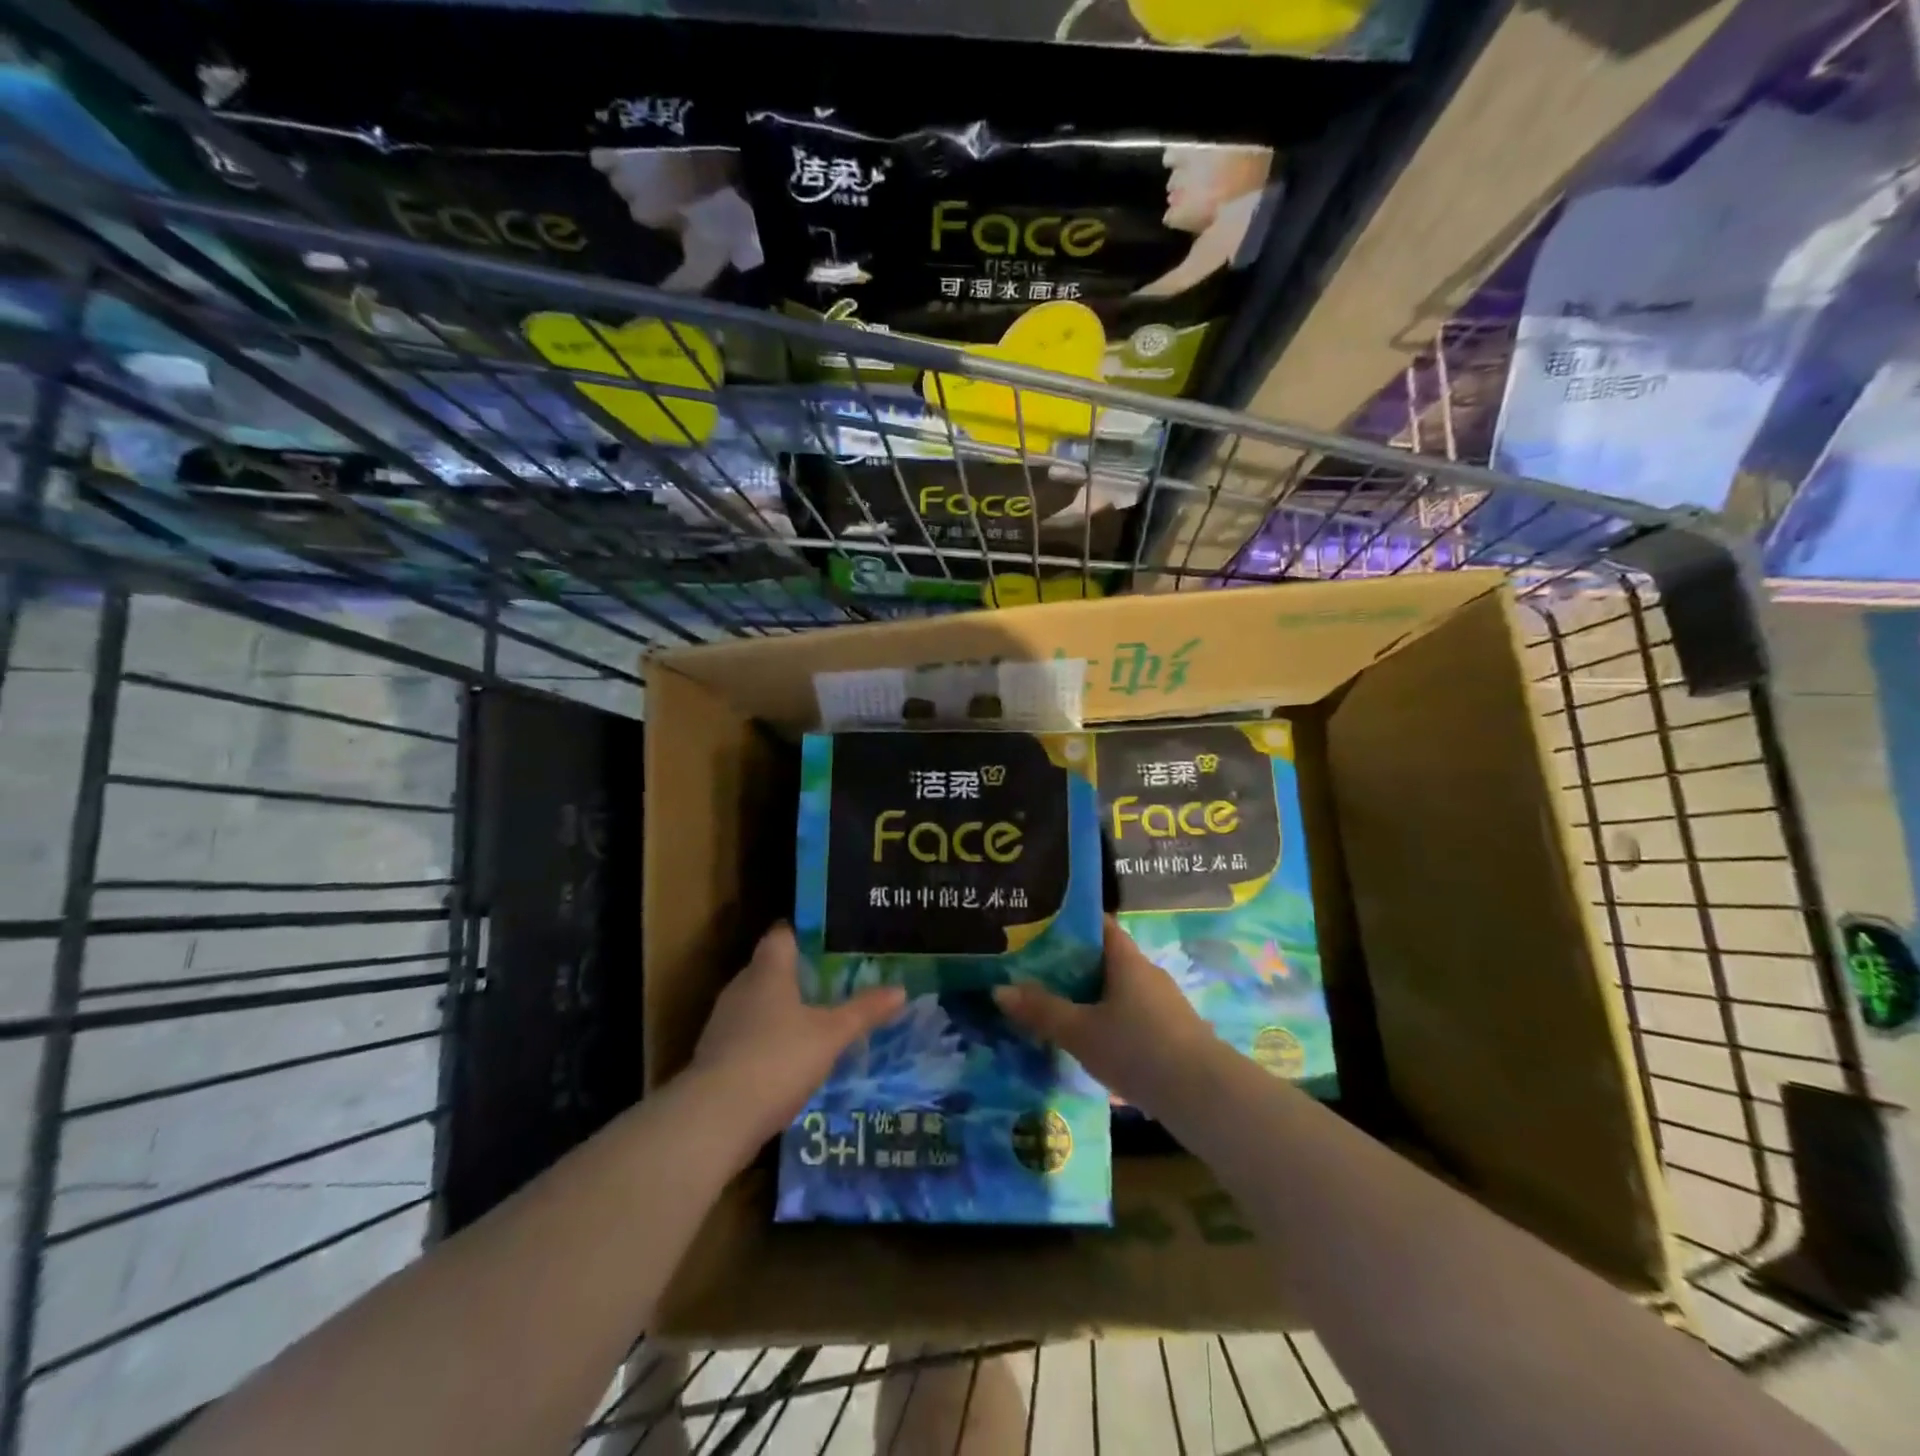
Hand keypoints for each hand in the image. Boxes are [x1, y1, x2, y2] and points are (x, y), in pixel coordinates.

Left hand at [689, 924, 905, 1148]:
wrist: (715, 1119)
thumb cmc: (778, 1058)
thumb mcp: (831, 1035)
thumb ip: (864, 1011)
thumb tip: (901, 989)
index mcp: (768, 970)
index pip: (782, 934)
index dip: (804, 933)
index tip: (831, 939)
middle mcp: (741, 987)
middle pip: (770, 968)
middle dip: (799, 973)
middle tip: (834, 980)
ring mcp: (724, 1022)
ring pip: (758, 1003)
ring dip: (782, 1009)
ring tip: (817, 1019)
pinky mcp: (715, 1056)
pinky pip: (748, 1034)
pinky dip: (768, 1039)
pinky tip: (790, 1058)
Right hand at [993, 919, 1220, 1118]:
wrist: (1204, 1096)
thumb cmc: (1138, 1049)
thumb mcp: (1080, 1031)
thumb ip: (1041, 1010)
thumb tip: (999, 989)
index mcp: (1126, 959)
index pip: (1098, 925)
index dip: (1069, 923)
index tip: (1037, 929)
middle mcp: (1147, 973)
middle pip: (1105, 958)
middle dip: (1072, 963)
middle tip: (1034, 971)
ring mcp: (1163, 1004)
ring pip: (1118, 989)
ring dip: (1090, 995)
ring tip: (1056, 1006)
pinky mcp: (1172, 1033)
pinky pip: (1131, 1014)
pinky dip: (1108, 1019)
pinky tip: (1090, 1040)